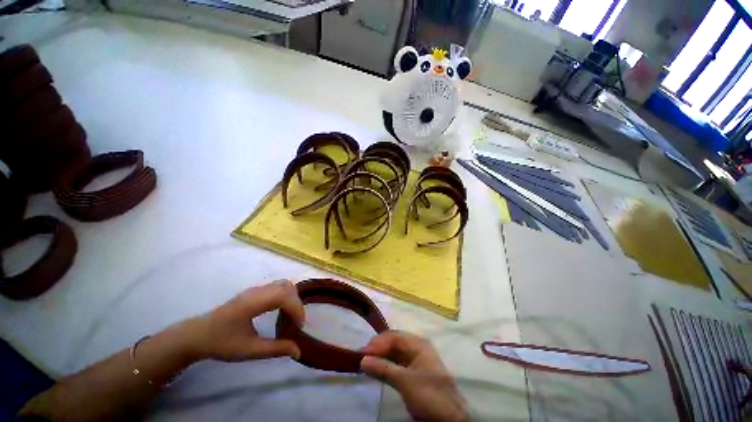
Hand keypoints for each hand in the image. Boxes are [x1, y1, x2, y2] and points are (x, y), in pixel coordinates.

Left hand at [181, 280, 304, 361]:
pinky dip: (285, 296)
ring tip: (290, 316)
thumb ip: (275, 349)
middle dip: (296, 303)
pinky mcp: (254, 291)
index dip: (297, 309)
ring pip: (283, 285)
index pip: (284, 296)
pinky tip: (281, 311)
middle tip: (296, 323)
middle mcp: (257, 291)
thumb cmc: (221, 343)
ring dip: (292, 298)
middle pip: (287, 287)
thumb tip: (298, 352)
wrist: (196, 335)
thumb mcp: (249, 350)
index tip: (299, 327)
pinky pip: (277, 287)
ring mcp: (255, 289)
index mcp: (254, 303)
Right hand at [360, 331, 467, 421]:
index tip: (363, 352)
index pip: (394, 336)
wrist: (449, 419)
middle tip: (362, 357)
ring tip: (366, 362)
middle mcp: (416, 348)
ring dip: (380, 357)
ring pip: (394, 353)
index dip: (378, 342)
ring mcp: (415, 360)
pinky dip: (385, 366)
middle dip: (378, 348)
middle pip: (393, 343)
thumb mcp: (405, 381)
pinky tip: (376, 369)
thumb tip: (362, 359)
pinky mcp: (413, 373)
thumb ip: (383, 368)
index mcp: (418, 344)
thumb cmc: (429, 395)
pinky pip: (396, 364)